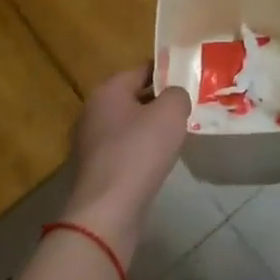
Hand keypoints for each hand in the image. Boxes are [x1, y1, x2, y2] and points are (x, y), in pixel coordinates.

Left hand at [63, 67, 192, 263]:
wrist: (108, 210)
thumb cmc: (139, 151)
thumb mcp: (171, 112)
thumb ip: (177, 94)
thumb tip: (174, 96)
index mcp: (107, 90)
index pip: (142, 70)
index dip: (168, 72)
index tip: (190, 81)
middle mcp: (93, 111)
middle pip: (133, 97)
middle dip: (159, 102)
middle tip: (187, 109)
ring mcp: (90, 142)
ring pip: (128, 125)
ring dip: (150, 129)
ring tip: (177, 136)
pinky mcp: (94, 169)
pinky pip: (123, 150)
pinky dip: (140, 152)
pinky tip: (158, 162)